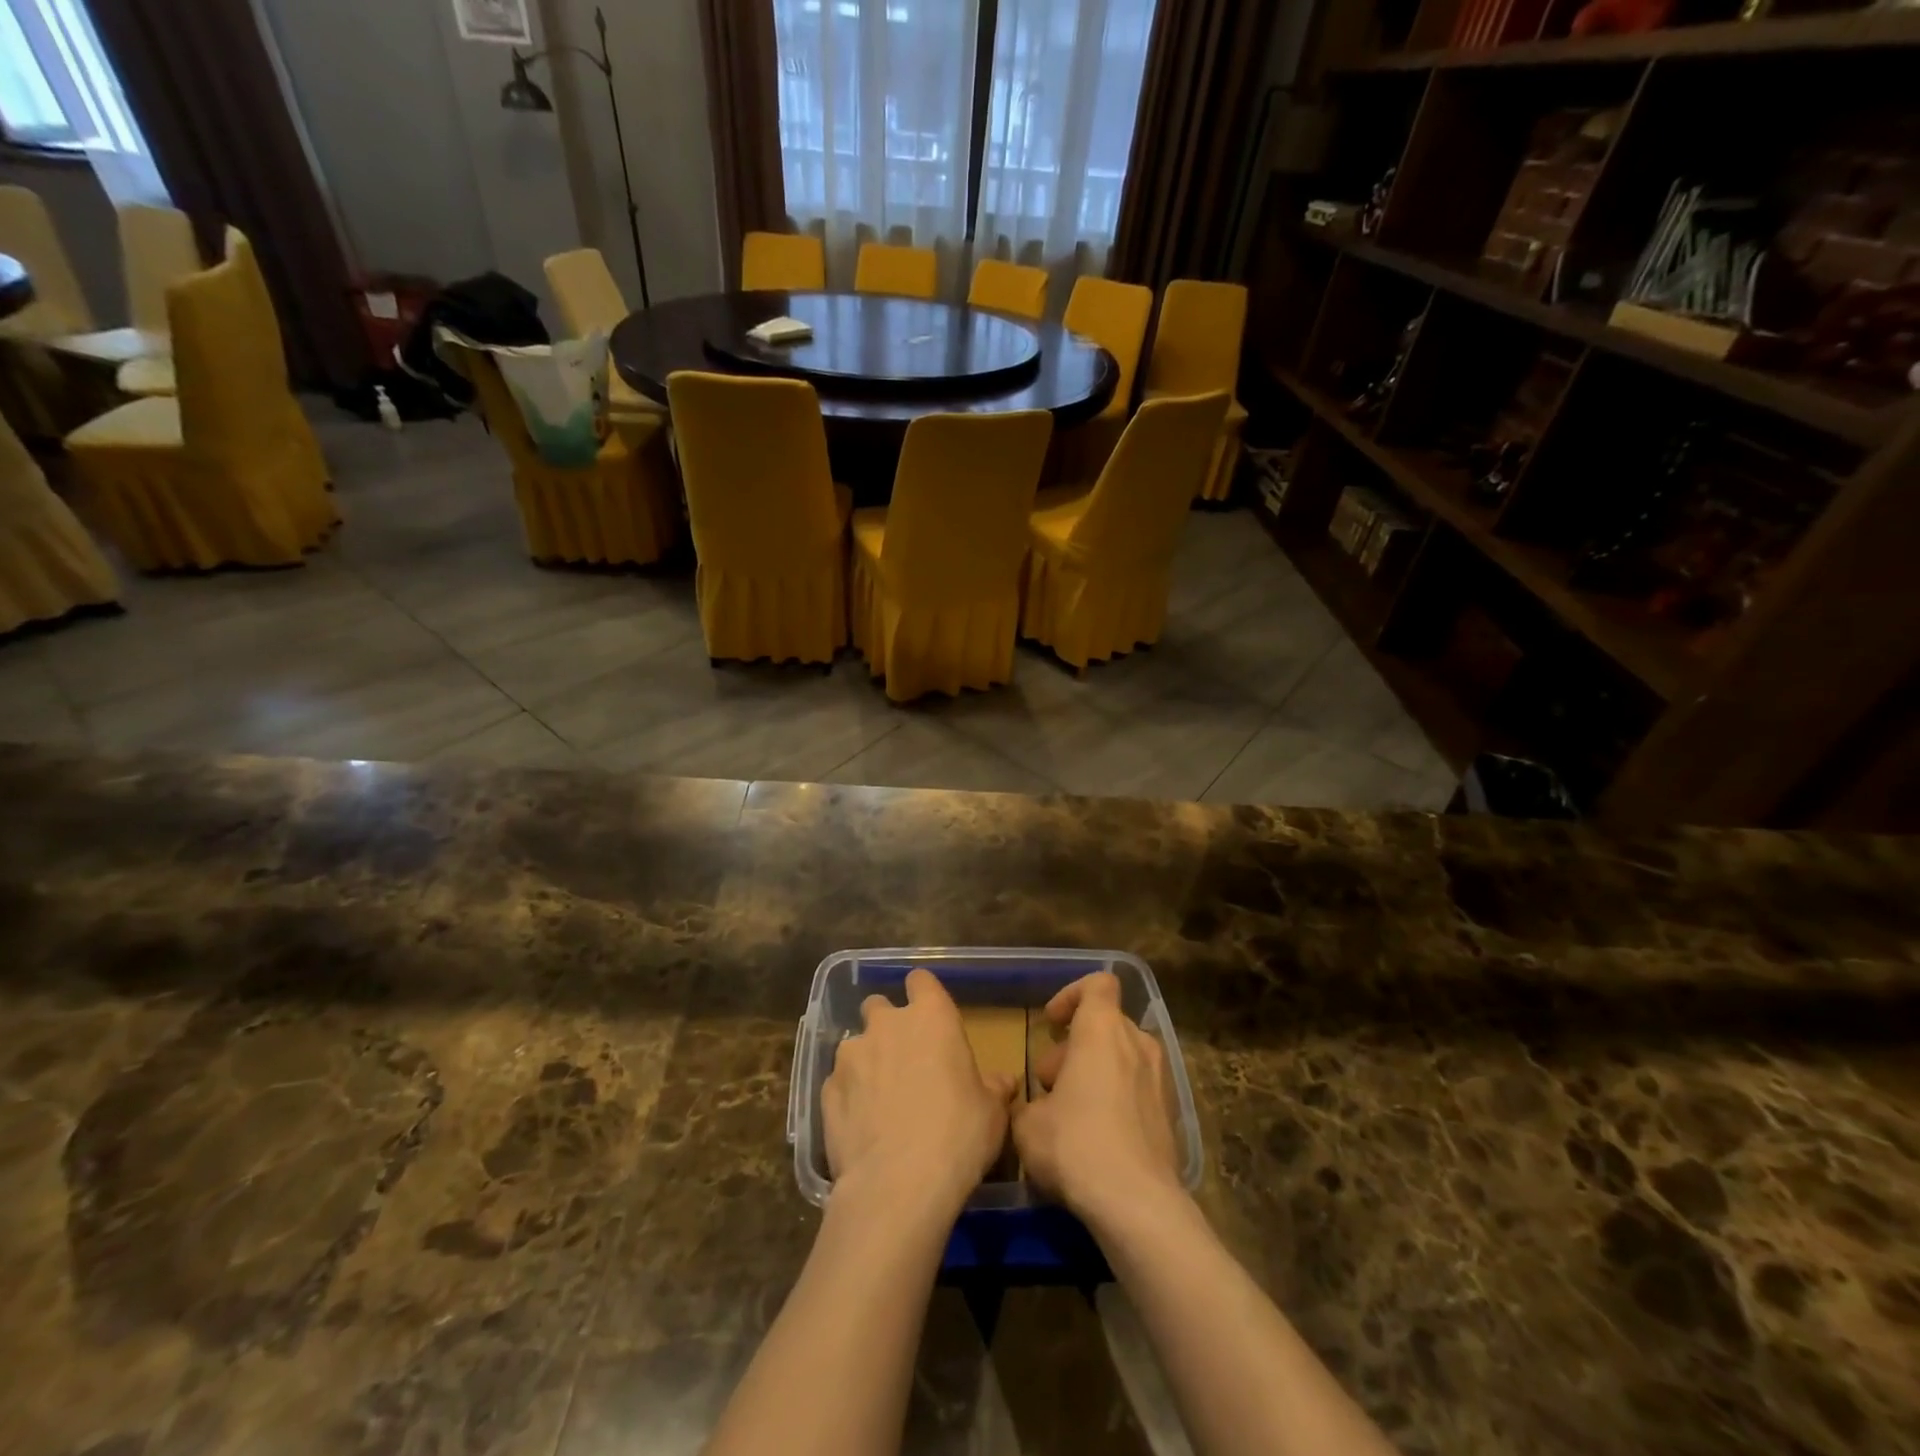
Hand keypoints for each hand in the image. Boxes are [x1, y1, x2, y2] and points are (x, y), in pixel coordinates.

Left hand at [822, 969, 1016, 1218]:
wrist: (897, 1185)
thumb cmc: (958, 1135)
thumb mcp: (993, 1113)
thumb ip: (995, 1088)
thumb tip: (1004, 1081)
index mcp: (931, 1016)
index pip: (921, 980)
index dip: (923, 995)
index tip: (930, 1016)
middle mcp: (886, 1024)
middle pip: (879, 1005)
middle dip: (887, 1025)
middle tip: (903, 1058)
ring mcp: (851, 1055)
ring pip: (855, 1045)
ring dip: (866, 1061)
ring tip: (879, 1099)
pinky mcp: (826, 1090)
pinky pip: (839, 1083)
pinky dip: (848, 1096)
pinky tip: (860, 1126)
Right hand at [1013, 972, 1183, 1225]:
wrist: (1137, 1205)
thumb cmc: (1075, 1145)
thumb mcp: (1026, 1124)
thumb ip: (1024, 1104)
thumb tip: (1032, 1107)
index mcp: (1102, 1030)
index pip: (1098, 984)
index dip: (1072, 995)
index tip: (1052, 1024)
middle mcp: (1137, 1043)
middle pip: (1105, 1025)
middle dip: (1074, 1047)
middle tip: (1049, 1085)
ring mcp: (1160, 1079)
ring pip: (1122, 1058)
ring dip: (1095, 1073)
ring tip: (1069, 1114)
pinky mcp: (1171, 1115)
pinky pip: (1137, 1090)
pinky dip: (1116, 1100)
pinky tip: (1096, 1140)